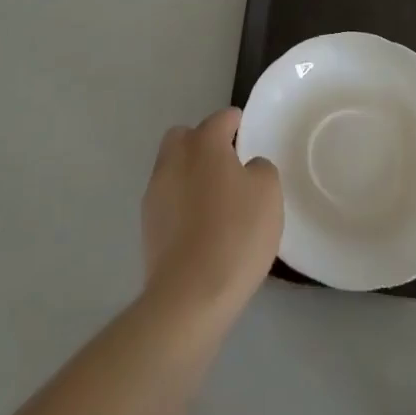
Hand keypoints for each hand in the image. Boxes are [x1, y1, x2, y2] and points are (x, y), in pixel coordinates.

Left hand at [141, 108, 282, 317]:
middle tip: (226, 165)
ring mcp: (155, 192)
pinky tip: (200, 227)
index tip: (246, 132)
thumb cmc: (236, 234)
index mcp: (204, 143)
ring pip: (173, 168)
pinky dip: (181, 204)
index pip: (221, 119)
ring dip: (190, 174)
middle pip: (185, 137)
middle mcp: (174, 159)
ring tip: (214, 200)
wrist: (190, 295)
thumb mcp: (268, 194)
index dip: (236, 122)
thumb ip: (260, 169)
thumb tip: (247, 168)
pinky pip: (167, 200)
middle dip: (202, 143)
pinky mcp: (147, 226)